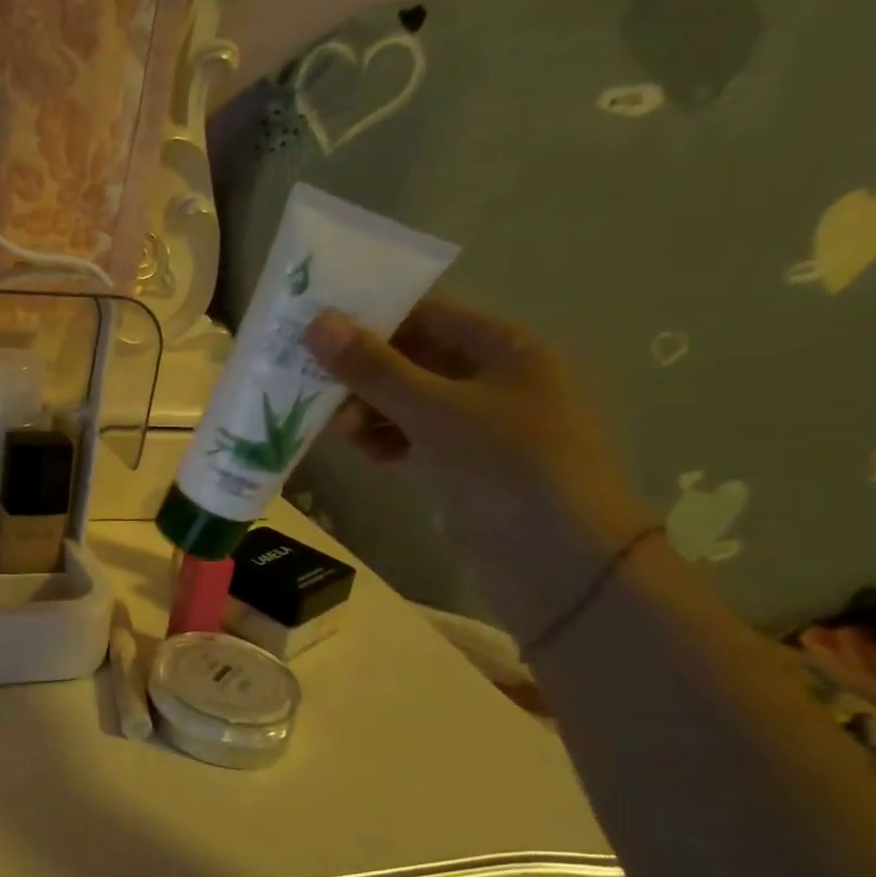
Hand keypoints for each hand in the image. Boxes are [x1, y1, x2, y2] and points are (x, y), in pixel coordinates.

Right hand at [304, 300, 652, 635]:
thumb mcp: (432, 411)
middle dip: (362, 374)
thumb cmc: (505, 466)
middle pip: (410, 358)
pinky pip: (411, 436)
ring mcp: (477, 422)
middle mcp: (491, 377)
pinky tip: (368, 456)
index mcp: (502, 347)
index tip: (316, 333)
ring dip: (368, 411)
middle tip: (316, 390)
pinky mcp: (463, 461)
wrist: (559, 562)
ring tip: (342, 433)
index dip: (371, 319)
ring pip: (405, 400)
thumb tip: (317, 322)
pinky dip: (385, 440)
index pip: (425, 313)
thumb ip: (372, 368)